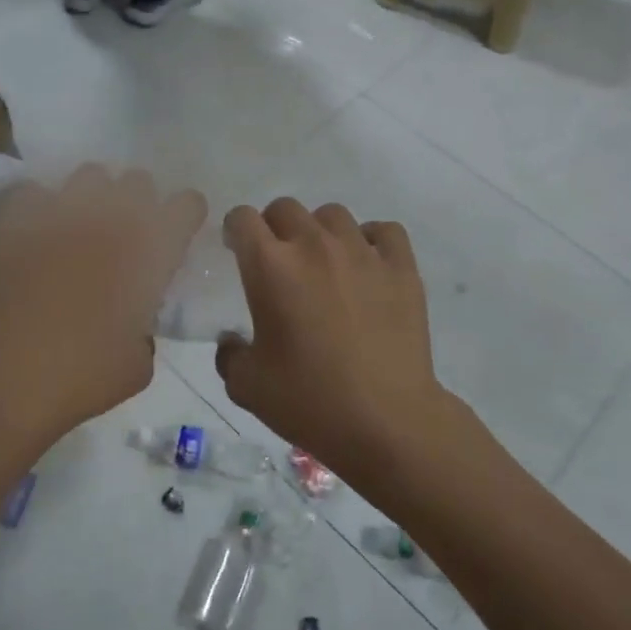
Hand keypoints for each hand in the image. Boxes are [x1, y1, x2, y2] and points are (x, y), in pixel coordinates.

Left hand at [0, 167, 205, 443]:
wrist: (1, 380)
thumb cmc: (81, 378)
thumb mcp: (139, 364)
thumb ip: (147, 327)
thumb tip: (135, 319)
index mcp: (149, 251)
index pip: (186, 205)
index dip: (185, 217)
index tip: (176, 235)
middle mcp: (109, 219)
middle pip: (138, 181)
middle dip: (139, 203)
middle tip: (126, 236)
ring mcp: (59, 213)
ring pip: (90, 175)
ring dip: (94, 197)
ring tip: (82, 228)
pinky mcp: (15, 220)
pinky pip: (36, 192)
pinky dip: (43, 207)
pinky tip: (39, 234)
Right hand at [215, 199, 467, 498]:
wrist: (387, 421)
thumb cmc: (310, 402)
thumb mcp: (247, 386)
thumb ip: (229, 355)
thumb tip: (231, 340)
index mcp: (270, 267)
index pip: (243, 218)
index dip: (235, 230)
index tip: (237, 251)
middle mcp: (314, 246)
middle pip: (285, 208)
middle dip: (273, 228)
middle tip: (278, 262)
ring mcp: (362, 252)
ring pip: (333, 214)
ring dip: (319, 232)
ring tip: (324, 263)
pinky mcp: (402, 267)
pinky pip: (384, 231)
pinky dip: (371, 240)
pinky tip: (366, 265)